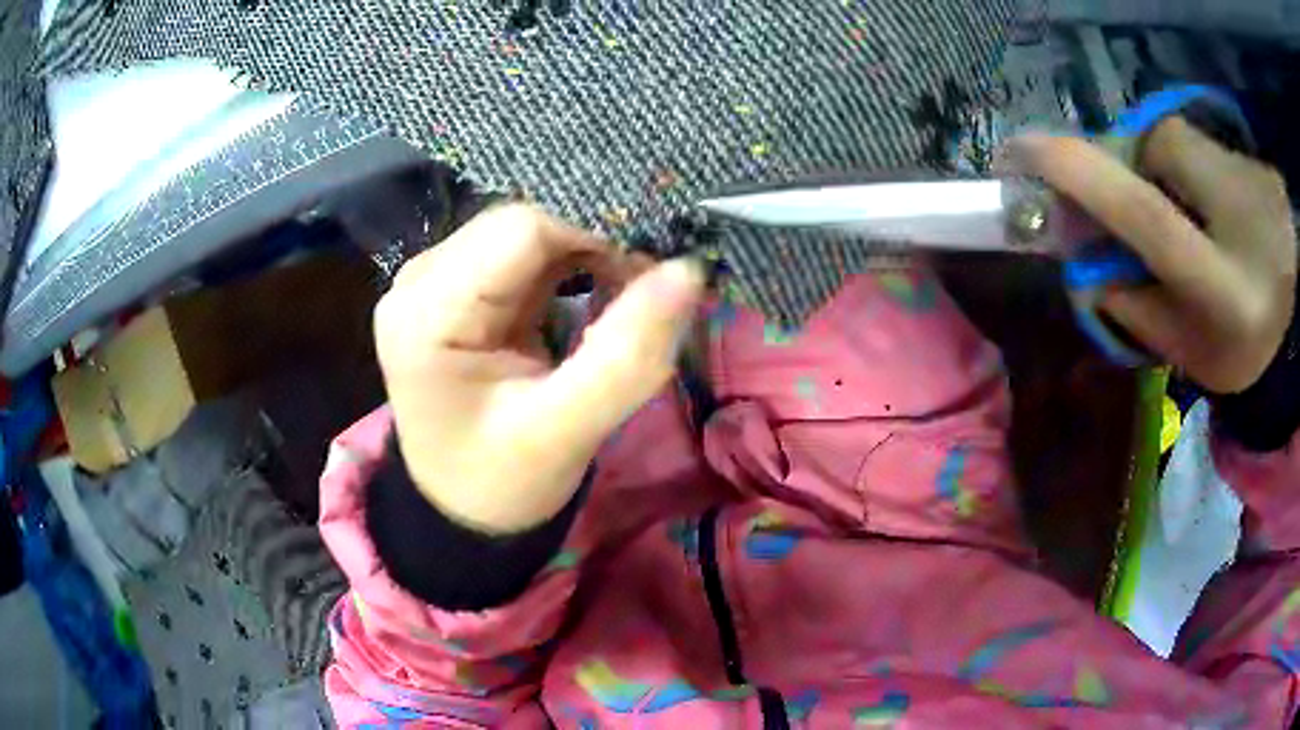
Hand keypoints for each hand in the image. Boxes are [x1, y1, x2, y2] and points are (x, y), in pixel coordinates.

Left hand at [374, 204, 704, 532]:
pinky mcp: (459, 288)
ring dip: (586, 254)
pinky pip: (524, 253)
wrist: (464, 506)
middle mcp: (421, 281)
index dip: (594, 239)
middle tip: (646, 288)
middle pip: (523, 225)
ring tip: (627, 293)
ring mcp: (436, 280)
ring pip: (529, 233)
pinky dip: (571, 265)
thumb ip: (628, 355)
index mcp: (427, 313)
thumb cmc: (504, 481)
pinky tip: (597, 292)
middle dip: (592, 245)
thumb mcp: (567, 431)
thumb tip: (688, 270)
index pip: (522, 230)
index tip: (649, 277)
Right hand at [1015, 118, 1296, 393]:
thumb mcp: (1188, 351)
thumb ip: (1135, 307)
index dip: (1075, 173)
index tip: (1016, 151)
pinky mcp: (1257, 160)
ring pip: (1178, 140)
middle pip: (1156, 151)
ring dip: (1169, 169)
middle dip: (1135, 171)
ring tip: (1197, 214)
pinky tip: (1221, 205)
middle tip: (1154, 210)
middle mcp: (1242, 220)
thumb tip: (1087, 261)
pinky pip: (1203, 143)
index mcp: (1223, 289)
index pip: (1142, 212)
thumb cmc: (1245, 350)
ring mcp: (1253, 178)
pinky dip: (1196, 167)